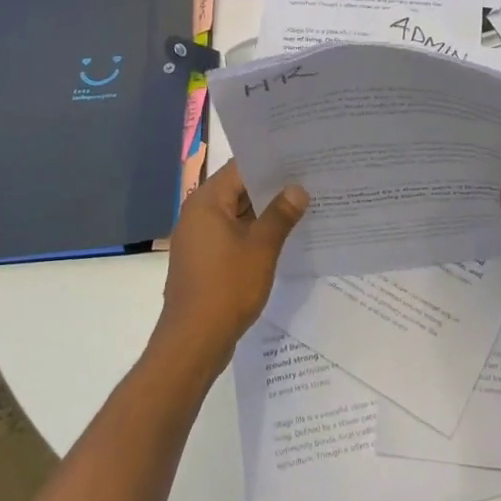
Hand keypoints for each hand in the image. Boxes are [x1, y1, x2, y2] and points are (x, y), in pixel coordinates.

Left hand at [154, 161, 307, 372]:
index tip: (299, 159)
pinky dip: (253, 233)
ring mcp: (199, 238)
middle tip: (308, 180)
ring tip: (301, 205)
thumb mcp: (261, 248)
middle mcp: (198, 213)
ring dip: (264, 212)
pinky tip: (281, 237)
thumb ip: (280, 215)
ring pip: (236, 213)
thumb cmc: (226, 288)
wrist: (193, 342)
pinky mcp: (203, 260)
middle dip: (271, 188)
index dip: (270, 162)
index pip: (240, 167)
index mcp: (206, 201)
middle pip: (238, 189)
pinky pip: (231, 234)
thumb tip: (297, 189)